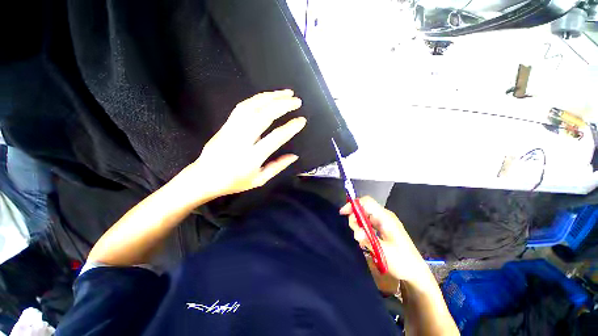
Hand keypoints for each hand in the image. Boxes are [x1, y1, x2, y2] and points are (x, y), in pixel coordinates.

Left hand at [174, 90, 305, 204]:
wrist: (204, 177)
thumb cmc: (234, 182)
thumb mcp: (259, 180)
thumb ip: (278, 167)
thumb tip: (294, 156)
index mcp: (252, 157)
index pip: (275, 137)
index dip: (290, 127)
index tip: (301, 120)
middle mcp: (242, 139)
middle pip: (264, 116)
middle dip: (282, 105)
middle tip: (297, 101)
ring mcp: (232, 129)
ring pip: (252, 106)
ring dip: (270, 97)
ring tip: (285, 92)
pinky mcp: (226, 124)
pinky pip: (242, 106)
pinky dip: (257, 98)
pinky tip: (267, 96)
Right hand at [340, 197, 432, 284]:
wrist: (415, 272)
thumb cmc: (402, 261)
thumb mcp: (384, 252)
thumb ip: (368, 240)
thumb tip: (356, 232)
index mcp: (386, 218)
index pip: (366, 202)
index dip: (353, 204)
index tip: (343, 213)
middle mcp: (384, 217)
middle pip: (363, 209)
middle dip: (354, 218)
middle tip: (355, 233)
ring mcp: (383, 222)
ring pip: (364, 217)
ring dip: (358, 226)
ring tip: (360, 240)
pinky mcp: (382, 229)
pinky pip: (368, 224)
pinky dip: (363, 230)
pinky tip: (363, 241)